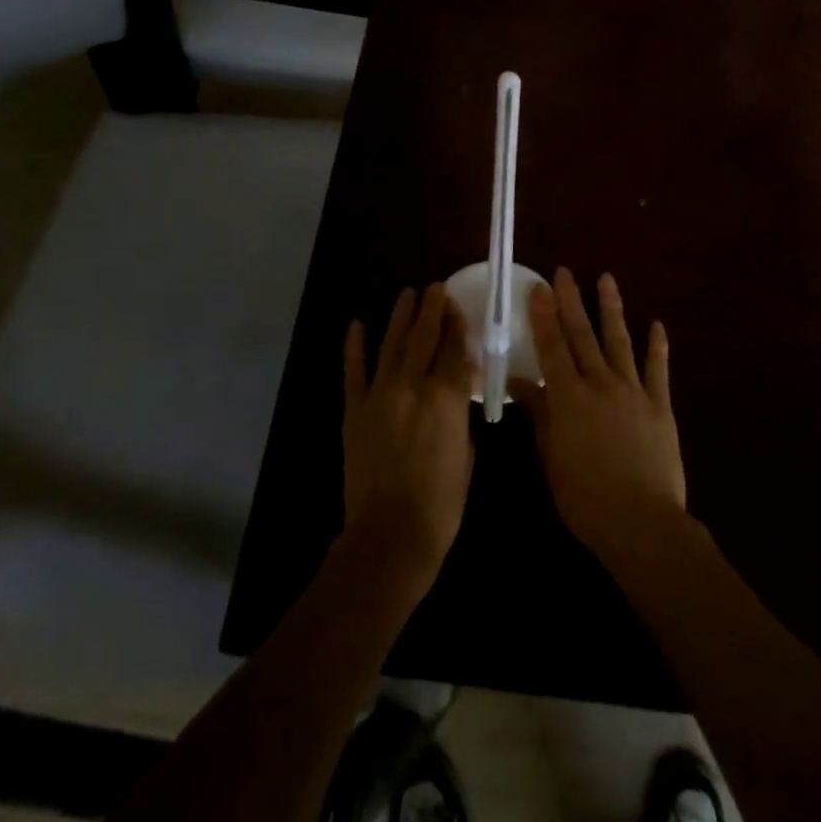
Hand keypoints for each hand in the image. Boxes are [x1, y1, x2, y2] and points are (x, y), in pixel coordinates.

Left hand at [341, 284, 475, 591]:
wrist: (390, 535)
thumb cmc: (441, 504)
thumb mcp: (467, 456)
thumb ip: (460, 418)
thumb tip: (455, 396)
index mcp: (447, 397)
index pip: (455, 348)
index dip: (457, 324)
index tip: (457, 305)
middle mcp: (414, 385)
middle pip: (424, 336)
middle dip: (432, 308)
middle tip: (435, 286)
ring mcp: (380, 394)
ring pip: (392, 344)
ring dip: (400, 317)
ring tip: (407, 294)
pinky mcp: (355, 409)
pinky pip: (353, 370)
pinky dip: (354, 346)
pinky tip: (356, 324)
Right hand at [515, 268, 687, 573]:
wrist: (642, 523)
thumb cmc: (585, 497)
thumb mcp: (551, 458)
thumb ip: (538, 416)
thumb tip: (519, 381)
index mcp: (569, 398)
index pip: (552, 347)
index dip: (544, 316)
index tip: (539, 286)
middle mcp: (600, 384)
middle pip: (582, 336)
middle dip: (571, 301)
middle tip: (564, 272)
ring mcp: (633, 392)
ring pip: (619, 341)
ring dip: (611, 309)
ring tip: (607, 279)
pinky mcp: (659, 406)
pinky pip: (657, 370)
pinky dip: (657, 347)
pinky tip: (657, 324)